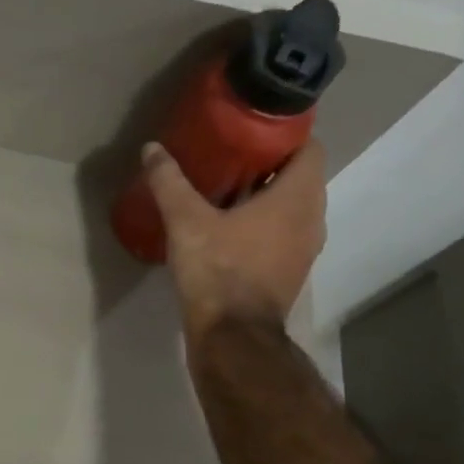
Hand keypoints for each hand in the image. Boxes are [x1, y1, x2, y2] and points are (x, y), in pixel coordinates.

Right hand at [142, 139, 327, 340]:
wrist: (232, 336)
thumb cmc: (219, 270)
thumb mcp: (186, 221)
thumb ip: (169, 182)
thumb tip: (151, 148)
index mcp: (297, 199)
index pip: (310, 148)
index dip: (286, 133)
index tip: (252, 127)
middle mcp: (312, 220)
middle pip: (299, 176)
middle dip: (268, 162)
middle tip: (230, 151)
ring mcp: (304, 249)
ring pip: (291, 207)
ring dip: (265, 194)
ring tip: (224, 185)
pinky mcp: (289, 271)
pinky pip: (282, 232)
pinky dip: (262, 221)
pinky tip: (226, 224)